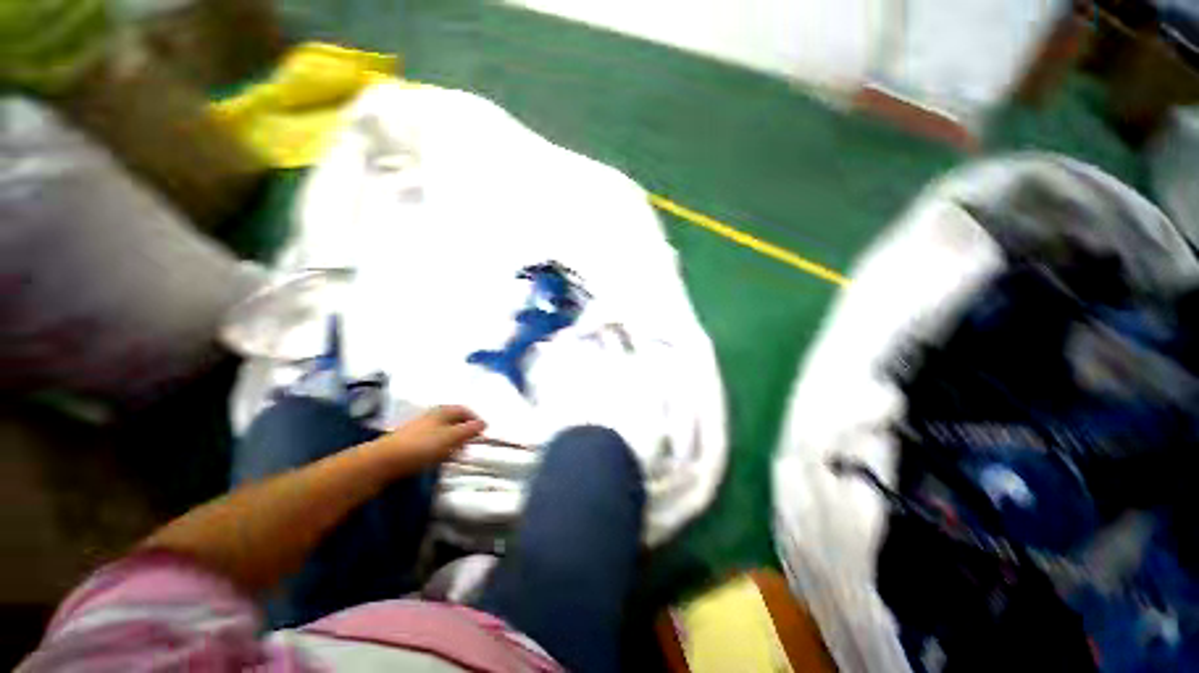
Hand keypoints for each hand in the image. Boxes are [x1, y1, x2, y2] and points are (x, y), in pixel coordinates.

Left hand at [375, 405, 486, 468]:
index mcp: (443, 411)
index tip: (484, 430)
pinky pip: (433, 440)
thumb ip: (469, 430)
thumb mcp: (451, 437)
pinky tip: (441, 456)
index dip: (475, 418)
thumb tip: (483, 423)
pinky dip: (441, 446)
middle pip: (453, 419)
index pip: (464, 409)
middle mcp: (432, 416)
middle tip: (474, 440)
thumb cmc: (423, 446)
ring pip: (443, 430)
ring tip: (460, 450)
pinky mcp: (410, 442)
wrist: (384, 461)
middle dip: (465, 428)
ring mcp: (419, 428)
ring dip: (453, 438)